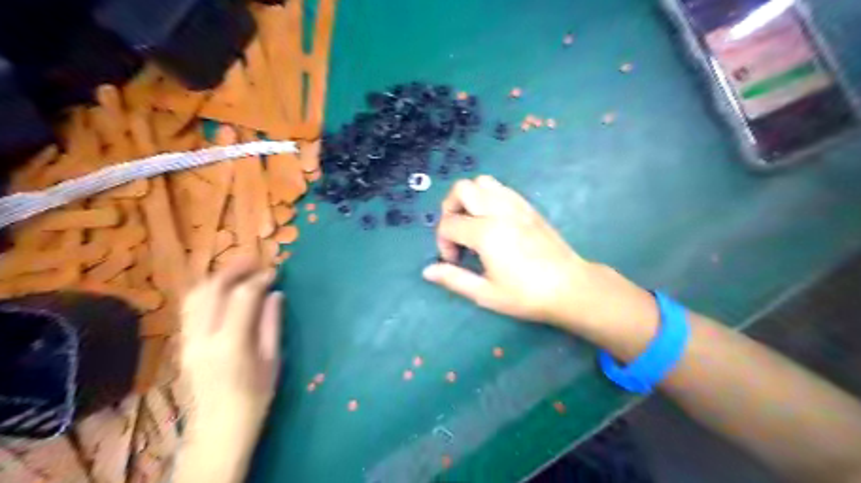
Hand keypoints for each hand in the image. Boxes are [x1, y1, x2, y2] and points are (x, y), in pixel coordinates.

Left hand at [179, 258, 282, 438]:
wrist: (219, 428)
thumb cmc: (255, 396)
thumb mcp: (273, 359)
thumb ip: (271, 323)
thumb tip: (275, 294)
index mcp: (231, 344)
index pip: (243, 297)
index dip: (260, 279)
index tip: (275, 272)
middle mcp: (203, 338)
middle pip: (213, 289)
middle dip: (235, 269)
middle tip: (256, 260)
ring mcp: (187, 340)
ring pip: (195, 295)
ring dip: (217, 277)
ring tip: (238, 270)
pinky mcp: (182, 344)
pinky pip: (190, 308)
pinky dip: (206, 292)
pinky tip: (222, 290)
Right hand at [423, 175, 646, 332]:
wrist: (570, 287)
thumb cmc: (527, 295)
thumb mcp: (486, 293)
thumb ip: (454, 279)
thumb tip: (427, 271)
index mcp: (485, 233)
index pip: (448, 224)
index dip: (442, 242)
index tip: (454, 261)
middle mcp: (498, 211)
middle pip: (461, 189)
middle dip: (449, 209)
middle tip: (456, 234)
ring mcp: (515, 205)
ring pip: (482, 182)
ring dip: (469, 198)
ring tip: (472, 223)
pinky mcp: (528, 206)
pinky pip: (501, 188)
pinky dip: (488, 196)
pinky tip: (492, 220)